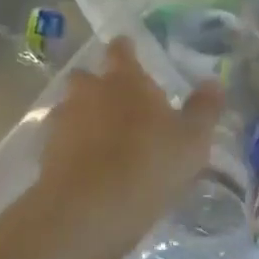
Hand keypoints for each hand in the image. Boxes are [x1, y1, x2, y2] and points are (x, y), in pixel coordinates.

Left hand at [35, 38, 224, 253]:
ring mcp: (62, 122)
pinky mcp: (45, 154)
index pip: (121, 51)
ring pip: (69, 108)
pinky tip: (85, 167)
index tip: (128, 49)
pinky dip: (70, 148)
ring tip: (100, 139)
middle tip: (115, 100)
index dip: (125, 49)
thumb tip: (213, 82)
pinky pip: (59, 142)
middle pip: (85, 76)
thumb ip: (203, 109)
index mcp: (124, 80)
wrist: (88, 209)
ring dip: (81, 117)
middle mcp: (88, 92)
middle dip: (96, 83)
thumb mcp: (191, 140)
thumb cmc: (149, 164)